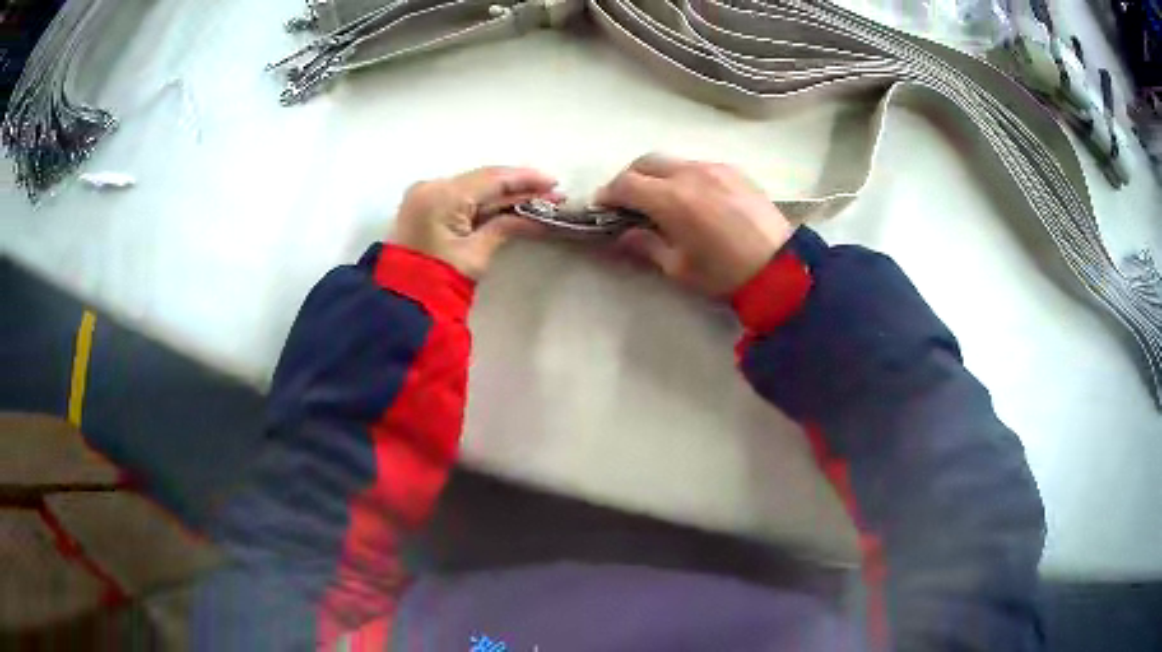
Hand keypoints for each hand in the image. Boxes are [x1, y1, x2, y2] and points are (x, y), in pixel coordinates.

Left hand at [392, 166, 558, 278]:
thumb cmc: (440, 279)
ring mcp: (424, 195)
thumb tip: (535, 218)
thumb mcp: (476, 253)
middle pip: (482, 181)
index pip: (492, 178)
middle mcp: (431, 186)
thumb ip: (505, 226)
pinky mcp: (423, 207)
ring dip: (503, 196)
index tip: (553, 182)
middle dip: (518, 188)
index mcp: (442, 194)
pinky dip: (484, 203)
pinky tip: (509, 206)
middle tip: (551, 193)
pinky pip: (459, 198)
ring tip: (537, 200)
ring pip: (473, 189)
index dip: (526, 179)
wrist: (400, 302)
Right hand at [596, 154, 794, 296]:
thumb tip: (625, 234)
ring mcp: (715, 168)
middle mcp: (690, 173)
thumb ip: (646, 245)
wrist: (781, 268)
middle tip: (627, 201)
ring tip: (660, 198)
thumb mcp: (679, 267)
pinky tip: (693, 197)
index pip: (626, 184)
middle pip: (645, 162)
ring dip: (657, 175)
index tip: (602, 207)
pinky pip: (698, 165)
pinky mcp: (734, 171)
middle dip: (630, 178)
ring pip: (673, 161)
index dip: (608, 194)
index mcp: (671, 198)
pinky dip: (684, 175)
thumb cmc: (724, 273)